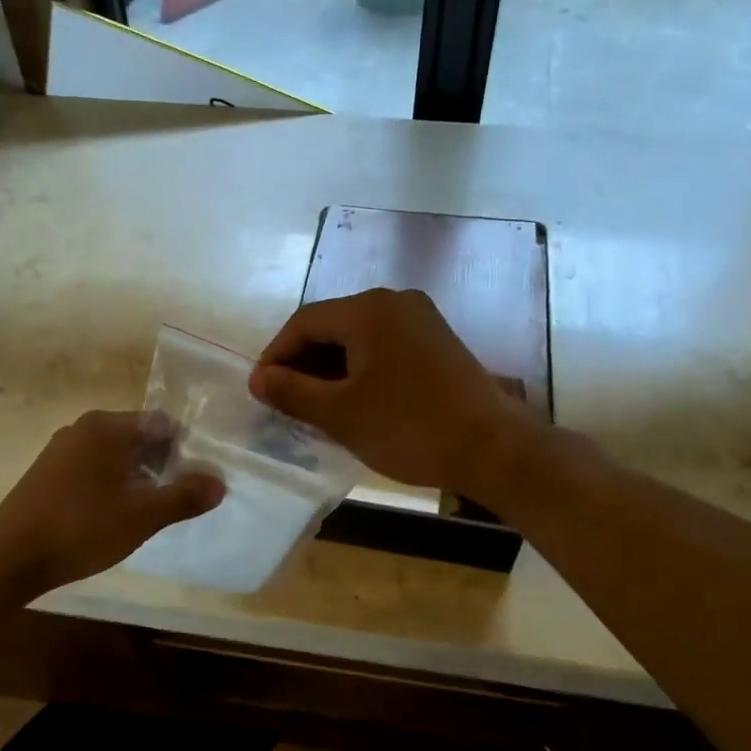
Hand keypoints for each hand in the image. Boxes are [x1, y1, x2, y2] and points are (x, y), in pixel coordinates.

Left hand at [0, 411, 223, 597]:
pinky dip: (114, 485)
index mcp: (106, 427)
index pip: (162, 424)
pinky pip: (96, 469)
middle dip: (164, 465)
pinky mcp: (50, 473)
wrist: (8, 558)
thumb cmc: (80, 528)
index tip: (198, 480)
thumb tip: (220, 483)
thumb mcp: (142, 516)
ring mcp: (62, 450)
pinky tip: (117, 516)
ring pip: (117, 456)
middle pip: (140, 438)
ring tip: (152, 511)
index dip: (186, 450)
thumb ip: (184, 497)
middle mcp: (83, 429)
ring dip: (140, 478)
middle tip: (180, 499)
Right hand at [248, 288, 543, 499]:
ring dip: (330, 370)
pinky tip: (352, 403)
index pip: (304, 322)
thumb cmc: (409, 428)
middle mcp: (395, 303)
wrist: (492, 448)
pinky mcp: (437, 344)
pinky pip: (383, 349)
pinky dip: (360, 372)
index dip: (276, 356)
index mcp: (369, 310)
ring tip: (314, 408)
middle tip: (284, 403)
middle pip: (332, 327)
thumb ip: (292, 392)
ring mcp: (421, 321)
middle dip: (303, 364)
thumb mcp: (340, 414)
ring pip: (358, 340)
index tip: (260, 392)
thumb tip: (259, 379)